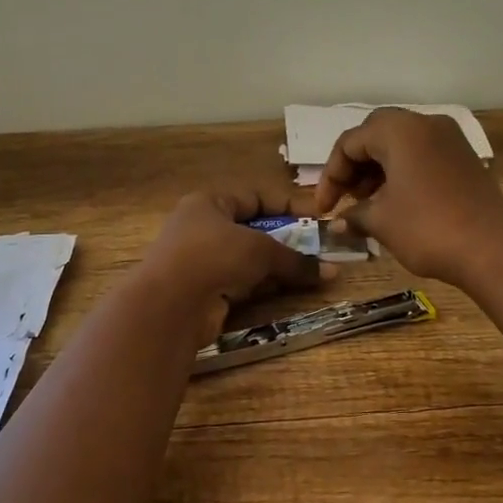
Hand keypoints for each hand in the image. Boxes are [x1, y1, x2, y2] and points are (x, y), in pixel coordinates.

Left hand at [138, 189, 327, 345]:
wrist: (170, 305)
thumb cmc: (214, 256)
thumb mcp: (261, 250)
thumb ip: (296, 259)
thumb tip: (332, 272)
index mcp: (209, 203)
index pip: (255, 197)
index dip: (287, 205)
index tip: (317, 216)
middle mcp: (203, 229)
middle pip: (253, 230)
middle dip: (287, 240)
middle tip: (319, 248)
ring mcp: (203, 262)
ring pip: (249, 260)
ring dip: (278, 266)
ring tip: (313, 271)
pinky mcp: (206, 292)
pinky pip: (243, 284)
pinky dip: (265, 286)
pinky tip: (290, 290)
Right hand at [310, 108, 502, 286]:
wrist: (492, 249)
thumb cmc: (427, 229)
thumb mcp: (381, 221)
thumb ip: (353, 214)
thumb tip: (338, 222)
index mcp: (399, 130)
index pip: (349, 142)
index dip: (330, 176)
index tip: (323, 209)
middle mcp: (425, 123)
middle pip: (376, 135)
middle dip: (354, 167)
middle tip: (347, 199)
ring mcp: (450, 139)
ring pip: (401, 144)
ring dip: (378, 169)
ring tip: (368, 204)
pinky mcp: (465, 158)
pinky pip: (423, 154)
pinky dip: (403, 172)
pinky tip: (397, 203)